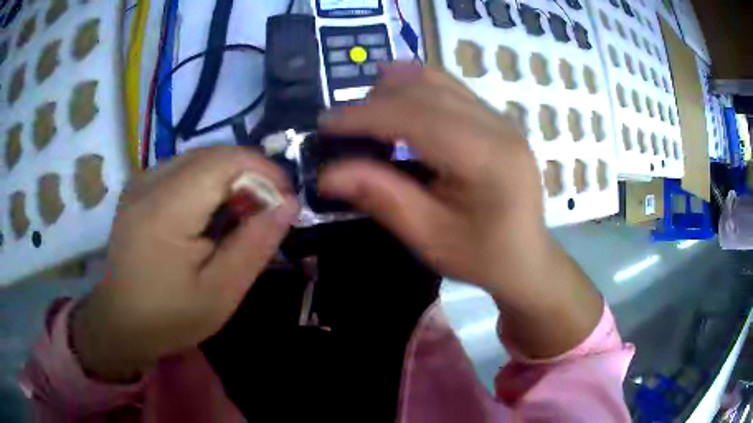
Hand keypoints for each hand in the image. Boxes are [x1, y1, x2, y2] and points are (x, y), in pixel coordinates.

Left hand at [72, 147, 297, 380]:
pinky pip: (182, 169)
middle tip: (265, 214)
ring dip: (228, 180)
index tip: (286, 201)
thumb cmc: (169, 316)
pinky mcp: (138, 187)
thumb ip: (255, 244)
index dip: (264, 172)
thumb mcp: (220, 292)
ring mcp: (141, 181)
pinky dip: (207, 184)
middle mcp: (150, 181)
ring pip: (199, 158)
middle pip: (214, 154)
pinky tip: (209, 216)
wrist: (120, 323)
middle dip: (249, 176)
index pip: (226, 161)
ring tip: (239, 217)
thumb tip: (288, 204)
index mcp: (166, 208)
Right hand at [319, 64, 602, 357]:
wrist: (527, 258)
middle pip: (426, 91)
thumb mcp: (429, 237)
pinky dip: (417, 88)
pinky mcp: (498, 120)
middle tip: (342, 123)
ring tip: (366, 110)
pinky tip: (398, 100)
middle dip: (375, 100)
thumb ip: (381, 197)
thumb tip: (328, 173)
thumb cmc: (481, 256)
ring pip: (439, 81)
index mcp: (486, 158)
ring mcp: (502, 119)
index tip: (326, 123)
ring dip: (395, 88)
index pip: (415, 117)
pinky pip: (452, 89)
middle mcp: (498, 126)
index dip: (365, 115)